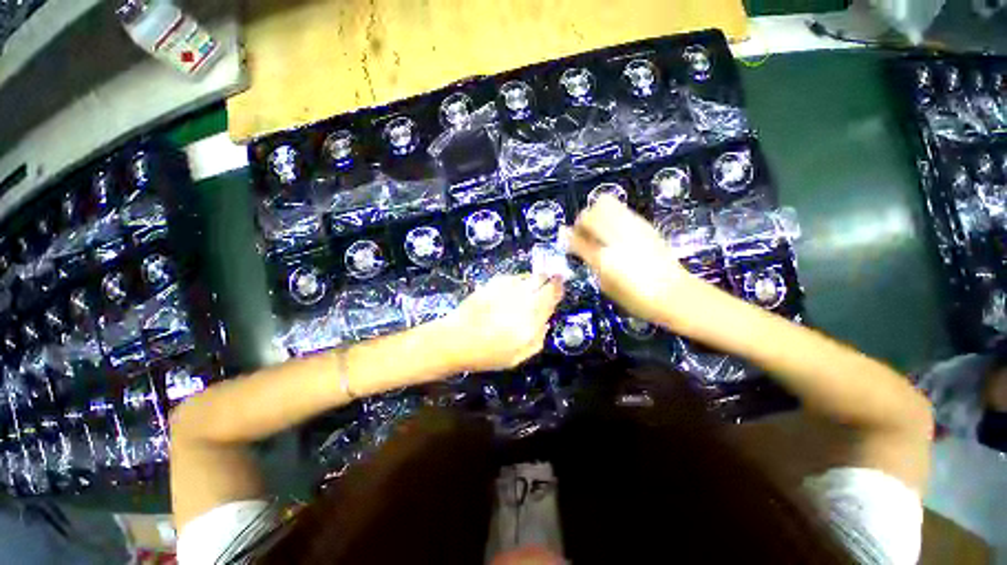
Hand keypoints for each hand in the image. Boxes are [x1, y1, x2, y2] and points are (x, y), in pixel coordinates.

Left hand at [439, 274, 563, 371]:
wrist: (456, 340)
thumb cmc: (487, 354)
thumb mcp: (517, 357)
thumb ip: (537, 340)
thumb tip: (546, 322)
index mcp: (531, 320)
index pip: (552, 296)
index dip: (558, 288)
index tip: (559, 287)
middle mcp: (522, 300)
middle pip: (543, 280)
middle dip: (549, 280)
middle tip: (547, 286)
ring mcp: (507, 289)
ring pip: (528, 276)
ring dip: (533, 281)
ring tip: (527, 291)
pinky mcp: (493, 283)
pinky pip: (513, 277)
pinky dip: (517, 282)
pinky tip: (510, 292)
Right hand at [567, 195, 690, 323]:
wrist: (674, 293)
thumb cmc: (635, 298)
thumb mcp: (605, 284)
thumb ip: (589, 260)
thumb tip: (575, 244)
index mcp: (605, 259)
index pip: (577, 238)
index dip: (569, 236)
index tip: (568, 241)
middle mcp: (617, 238)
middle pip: (589, 214)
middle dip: (581, 222)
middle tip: (584, 235)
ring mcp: (632, 227)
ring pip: (605, 203)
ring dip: (596, 213)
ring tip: (599, 229)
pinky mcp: (644, 224)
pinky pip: (620, 209)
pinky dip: (610, 215)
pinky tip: (614, 231)